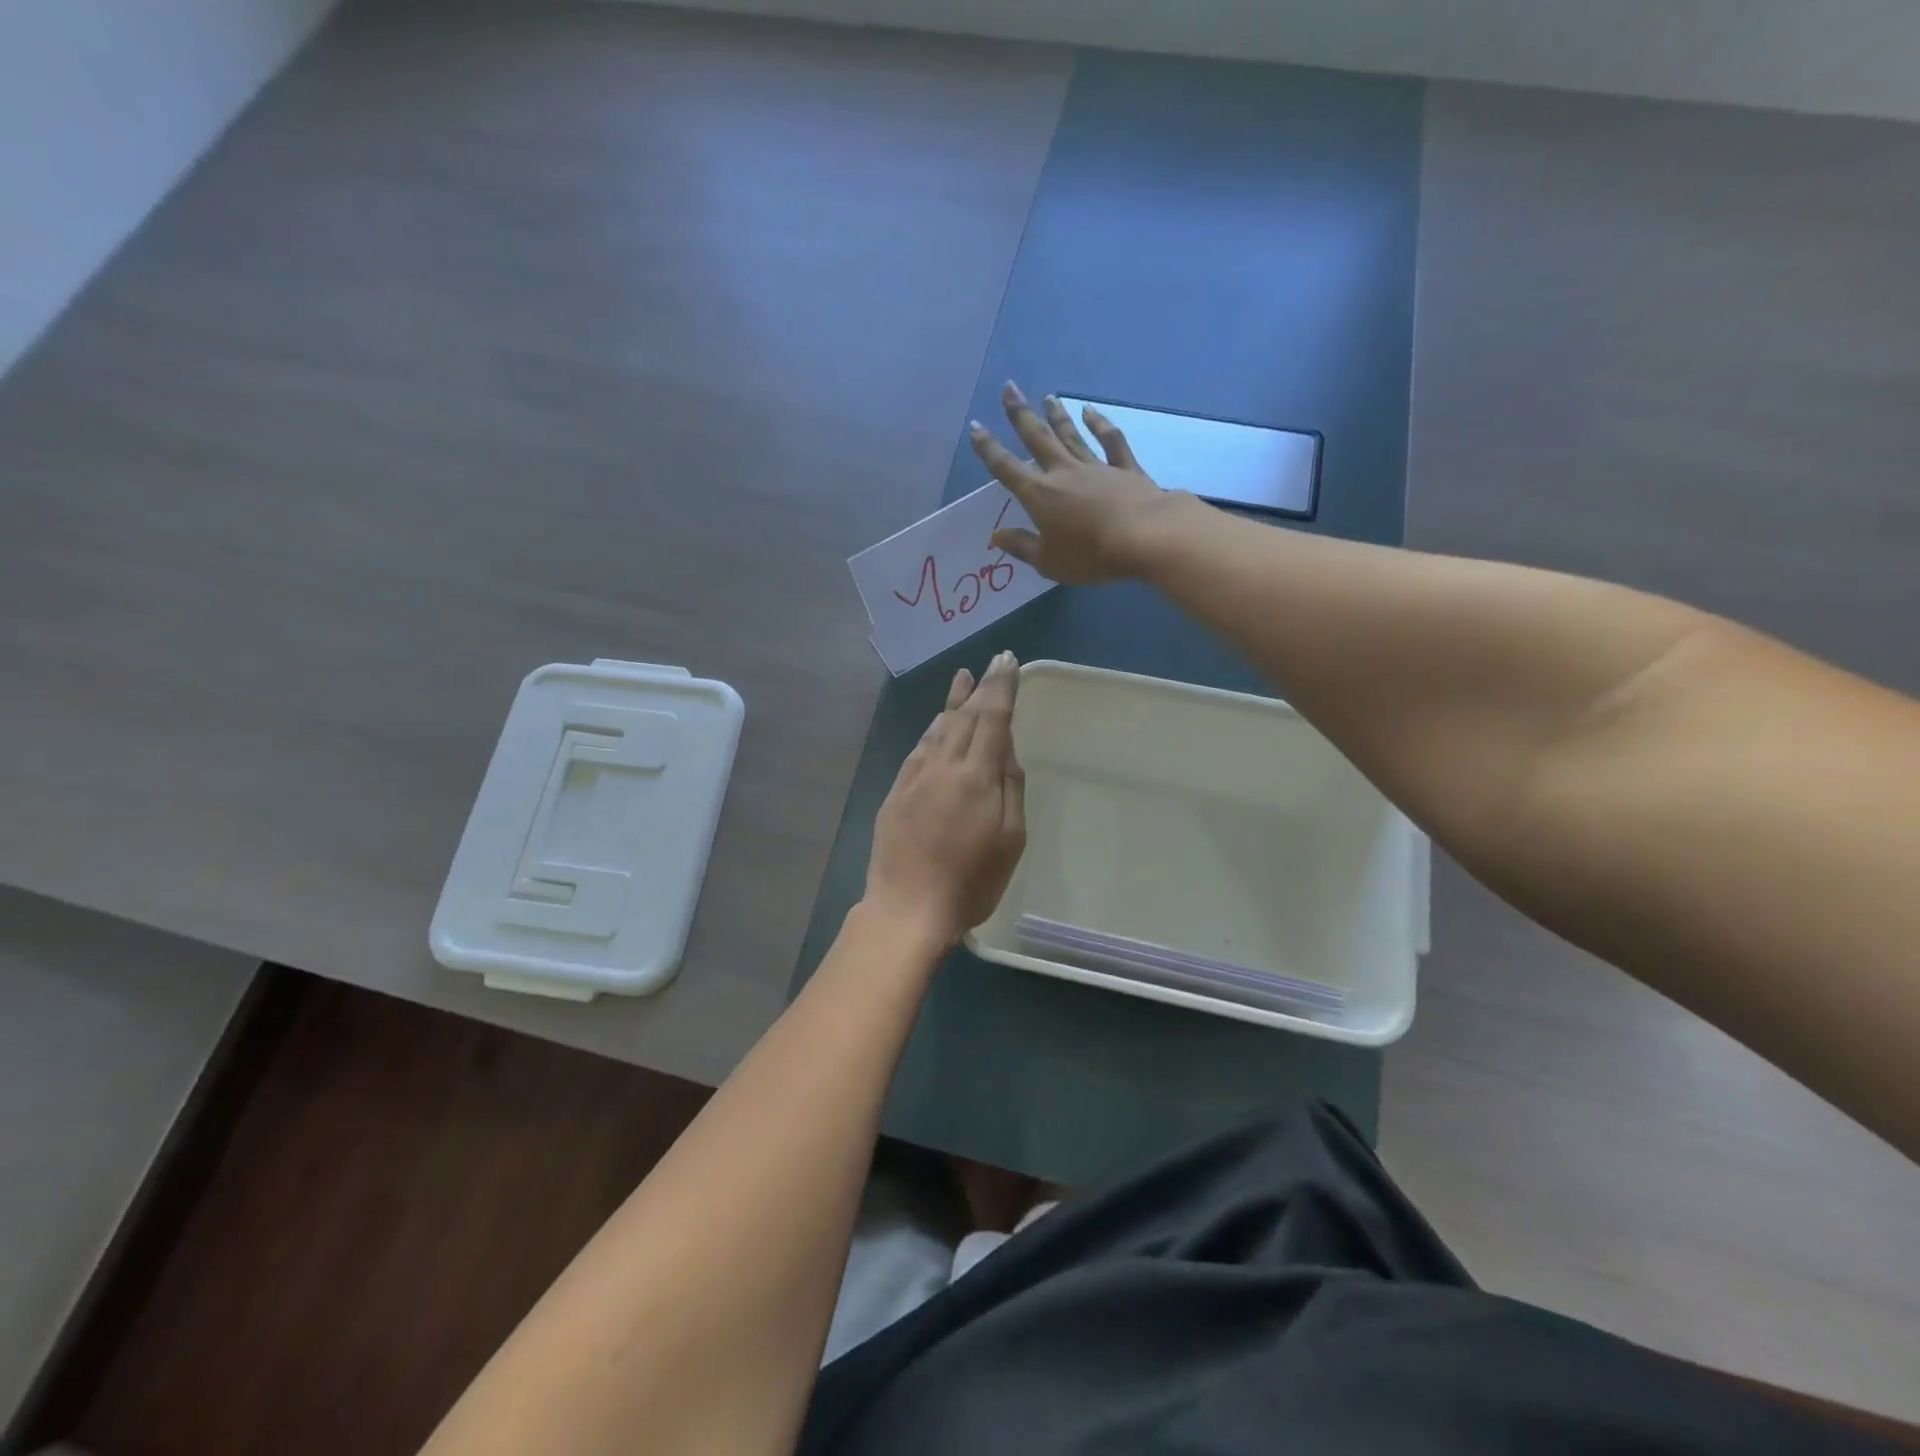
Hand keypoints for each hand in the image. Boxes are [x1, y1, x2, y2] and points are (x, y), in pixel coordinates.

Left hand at [863, 651, 1026, 948]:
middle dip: (981, 687)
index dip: (1001, 687)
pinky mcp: (896, 792)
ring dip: (953, 702)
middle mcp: (943, 766)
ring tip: (962, 679)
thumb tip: (1005, 749)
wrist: (907, 908)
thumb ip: (1010, 788)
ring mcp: (915, 777)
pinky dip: (931, 730)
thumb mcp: (1010, 839)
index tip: (1008, 661)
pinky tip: (936, 724)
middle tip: (992, 663)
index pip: (992, 718)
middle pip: (965, 717)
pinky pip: (918, 749)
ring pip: (937, 729)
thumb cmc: (971, 882)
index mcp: (977, 776)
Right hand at [968, 382, 1178, 584]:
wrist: (1144, 538)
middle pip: (1038, 439)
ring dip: (1057, 416)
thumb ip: (1021, 546)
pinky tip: (1090, 412)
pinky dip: (1100, 424)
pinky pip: (1110, 442)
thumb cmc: (1089, 555)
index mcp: (1040, 496)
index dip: (989, 449)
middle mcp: (1064, 473)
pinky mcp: (1125, 469)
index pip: (1007, 469)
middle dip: (1020, 415)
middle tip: (1009, 388)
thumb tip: (996, 534)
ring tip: (1046, 397)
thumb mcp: (1048, 561)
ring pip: (1071, 436)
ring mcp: (1096, 468)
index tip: (976, 426)